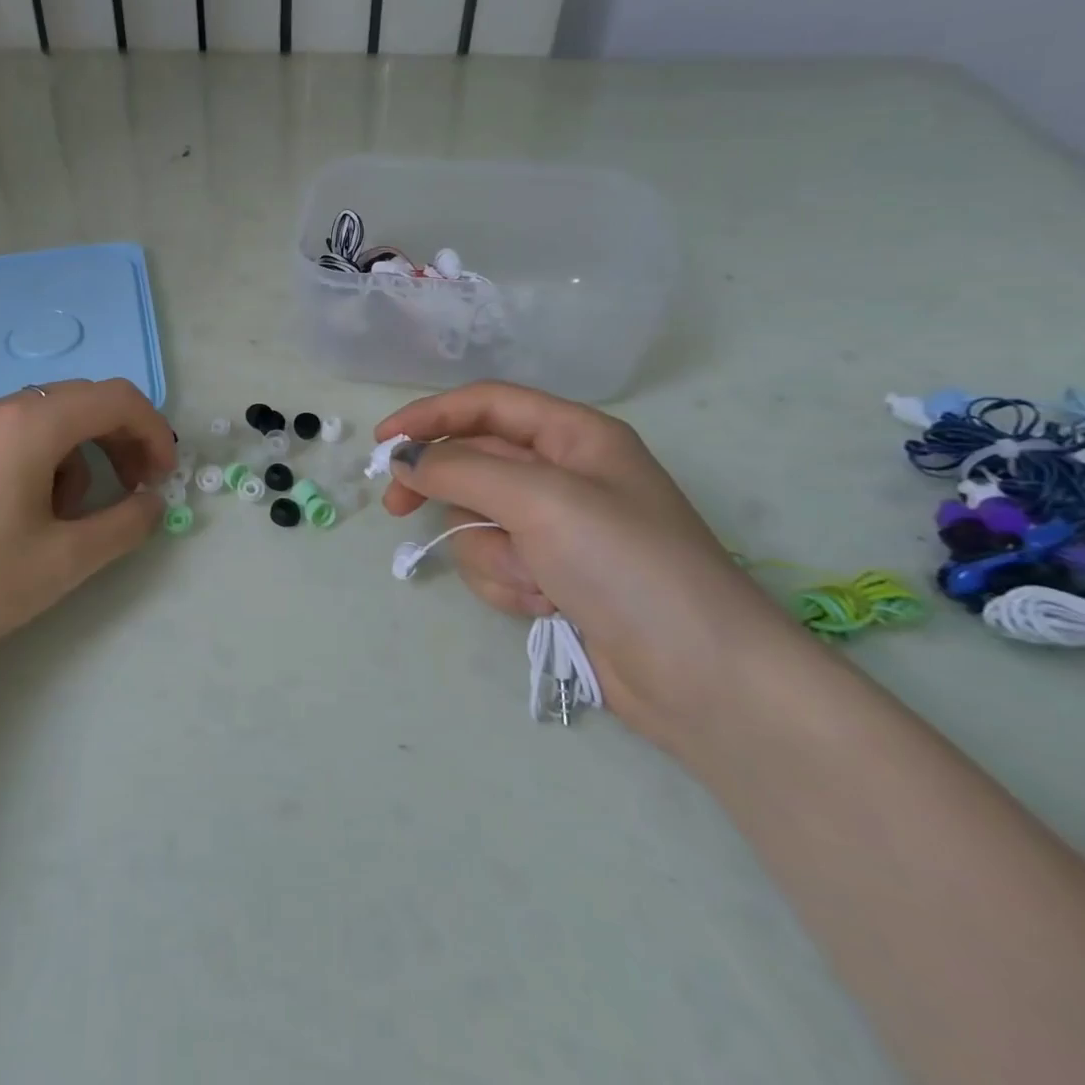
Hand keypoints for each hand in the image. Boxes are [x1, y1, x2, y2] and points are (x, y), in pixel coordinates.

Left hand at [0, 378, 173, 679]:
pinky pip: (14, 437)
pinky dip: (44, 462)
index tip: (163, 477)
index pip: (115, 398)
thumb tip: (153, 503)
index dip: (153, 431)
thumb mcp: (66, 559)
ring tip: (72, 516)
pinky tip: (28, 515)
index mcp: (30, 423)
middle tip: (136, 490)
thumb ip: (126, 524)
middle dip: (120, 441)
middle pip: (82, 403)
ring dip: (81, 456)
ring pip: (48, 421)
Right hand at [377, 382, 804, 747]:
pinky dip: (509, 585)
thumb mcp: (541, 500)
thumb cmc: (626, 564)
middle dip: (444, 488)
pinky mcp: (552, 576)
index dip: (430, 415)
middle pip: (476, 462)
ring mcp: (558, 530)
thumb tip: (407, 461)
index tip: (383, 442)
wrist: (702, 678)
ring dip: (492, 553)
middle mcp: (564, 475)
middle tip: (397, 507)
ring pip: (479, 521)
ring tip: (534, 580)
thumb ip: (463, 470)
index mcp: (575, 436)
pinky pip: (497, 564)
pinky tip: (546, 606)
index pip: (486, 405)